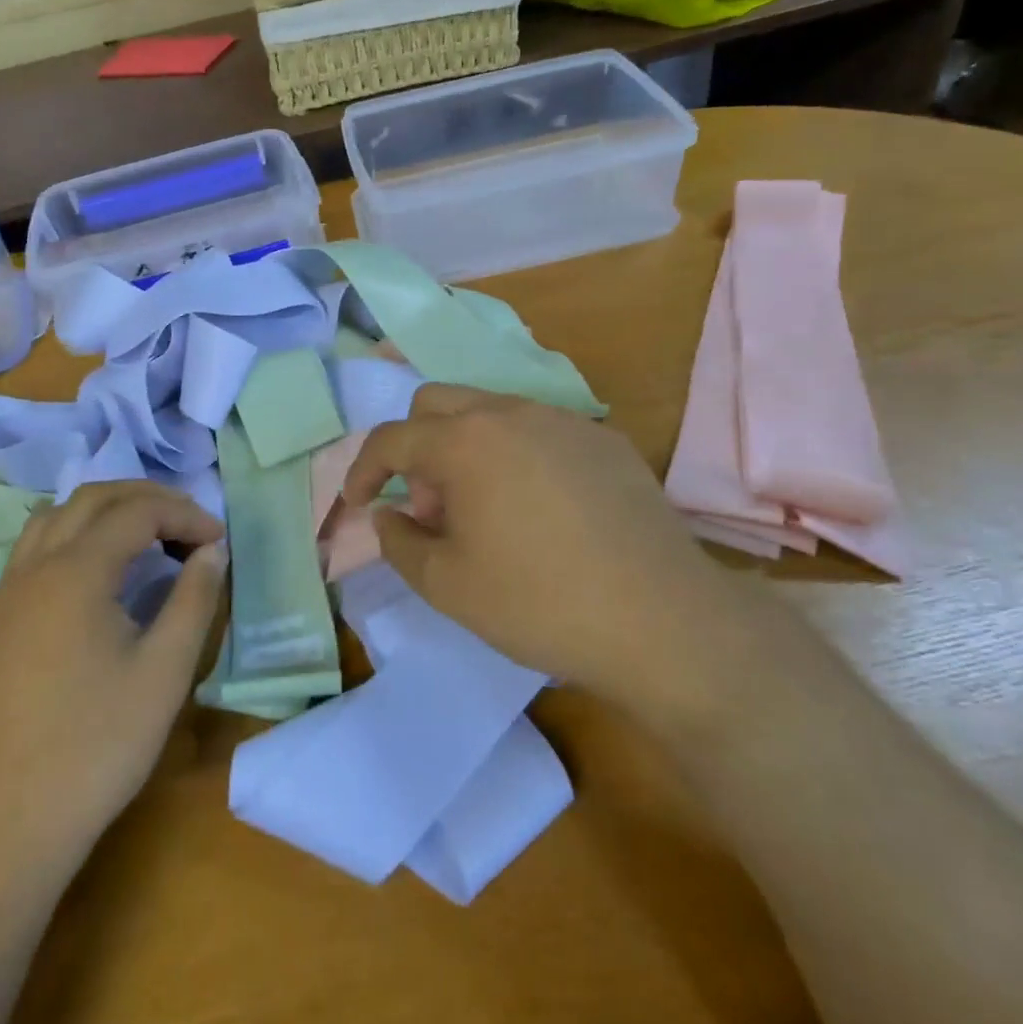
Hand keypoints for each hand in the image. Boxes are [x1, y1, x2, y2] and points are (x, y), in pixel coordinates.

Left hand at [0, 483, 225, 867]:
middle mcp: (35, 566)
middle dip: (148, 499)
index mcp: (76, 570)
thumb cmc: (91, 748)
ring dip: (107, 511)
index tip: (220, 542)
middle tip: (190, 525)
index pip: (138, 511)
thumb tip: (212, 551)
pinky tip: (99, 575)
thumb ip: (194, 600)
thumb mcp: (163, 673)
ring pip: (57, 516)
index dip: (185, 515)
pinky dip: (77, 535)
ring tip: (148, 538)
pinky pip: (37, 548)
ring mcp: (7, 593)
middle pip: (93, 498)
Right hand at [344, 386, 769, 722]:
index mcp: (465, 441)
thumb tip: (389, 514)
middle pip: (437, 402)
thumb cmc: (539, 603)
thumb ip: (399, 541)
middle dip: (415, 446)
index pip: (392, 438)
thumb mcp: (447, 585)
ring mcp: (564, 420)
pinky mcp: (605, 439)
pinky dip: (517, 454)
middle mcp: (511, 412)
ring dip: (466, 447)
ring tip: (484, 508)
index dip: (364, 469)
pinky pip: (540, 430)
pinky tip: (541, 509)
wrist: (663, 620)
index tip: (359, 502)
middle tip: (429, 504)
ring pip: (491, 410)